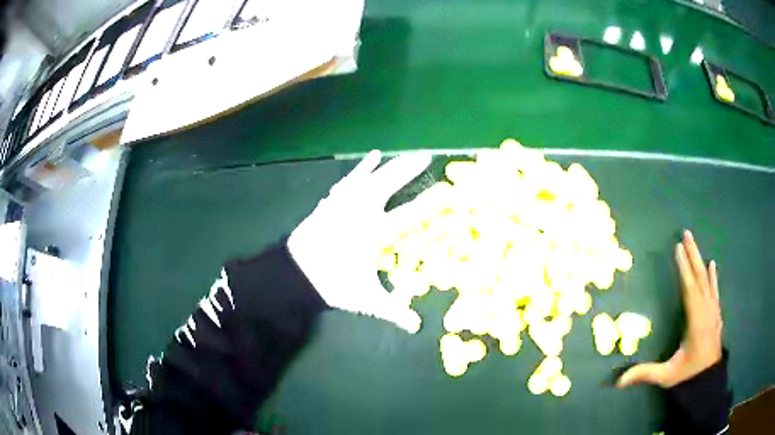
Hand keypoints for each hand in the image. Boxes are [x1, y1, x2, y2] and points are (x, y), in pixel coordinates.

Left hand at [288, 150, 430, 332]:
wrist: (295, 272)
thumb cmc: (333, 283)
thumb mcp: (366, 300)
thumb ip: (393, 311)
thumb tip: (416, 328)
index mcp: (375, 232)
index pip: (408, 214)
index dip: (427, 202)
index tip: (443, 190)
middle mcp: (362, 211)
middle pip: (389, 184)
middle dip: (408, 169)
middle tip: (426, 156)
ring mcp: (344, 203)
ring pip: (370, 177)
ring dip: (389, 165)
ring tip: (403, 155)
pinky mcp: (331, 201)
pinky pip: (350, 179)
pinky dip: (361, 168)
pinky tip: (370, 157)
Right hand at [617, 230, 722, 387]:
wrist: (708, 380)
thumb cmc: (688, 376)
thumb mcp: (667, 376)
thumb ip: (645, 374)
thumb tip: (618, 380)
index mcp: (696, 323)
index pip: (689, 290)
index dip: (684, 269)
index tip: (678, 249)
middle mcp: (706, 312)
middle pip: (700, 278)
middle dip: (693, 255)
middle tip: (686, 234)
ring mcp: (713, 312)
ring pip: (708, 281)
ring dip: (701, 261)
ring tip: (695, 244)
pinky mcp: (716, 314)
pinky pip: (715, 290)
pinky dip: (713, 277)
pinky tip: (713, 265)